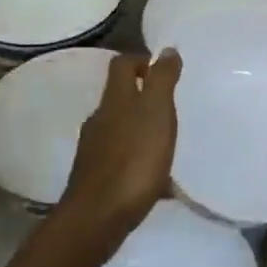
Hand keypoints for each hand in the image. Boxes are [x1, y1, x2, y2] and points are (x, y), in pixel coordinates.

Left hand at [57, 51, 181, 244]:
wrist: (97, 217)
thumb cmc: (134, 160)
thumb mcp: (156, 113)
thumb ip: (162, 80)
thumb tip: (166, 50)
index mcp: (115, 100)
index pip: (122, 65)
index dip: (141, 60)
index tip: (164, 69)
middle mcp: (100, 120)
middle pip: (120, 97)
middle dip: (144, 97)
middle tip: (171, 107)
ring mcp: (95, 150)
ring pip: (121, 130)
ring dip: (142, 131)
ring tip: (168, 144)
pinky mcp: (97, 178)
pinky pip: (123, 160)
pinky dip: (140, 162)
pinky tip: (158, 181)